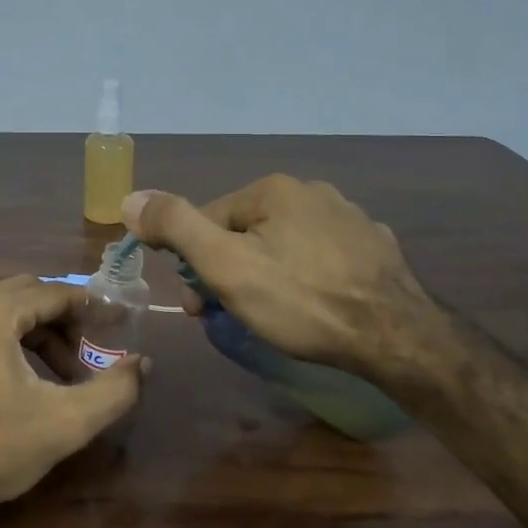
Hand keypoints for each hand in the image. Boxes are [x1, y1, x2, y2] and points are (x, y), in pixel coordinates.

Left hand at [0, 276, 146, 527]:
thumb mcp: (64, 423)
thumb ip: (113, 390)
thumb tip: (143, 364)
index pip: (53, 292)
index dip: (91, 307)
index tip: (117, 326)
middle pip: (27, 295)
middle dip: (63, 322)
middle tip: (86, 356)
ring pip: (1, 311)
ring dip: (36, 334)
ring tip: (59, 377)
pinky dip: (7, 342)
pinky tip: (22, 382)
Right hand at [123, 176, 448, 384]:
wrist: (396, 337)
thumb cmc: (301, 301)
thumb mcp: (225, 265)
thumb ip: (176, 226)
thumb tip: (131, 198)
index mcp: (273, 189)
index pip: (209, 219)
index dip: (194, 264)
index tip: (197, 306)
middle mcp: (312, 191)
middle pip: (246, 231)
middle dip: (229, 270)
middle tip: (230, 315)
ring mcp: (350, 217)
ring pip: (285, 243)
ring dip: (266, 273)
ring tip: (273, 315)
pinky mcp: (375, 246)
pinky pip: (323, 256)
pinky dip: (308, 276)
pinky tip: (316, 305)